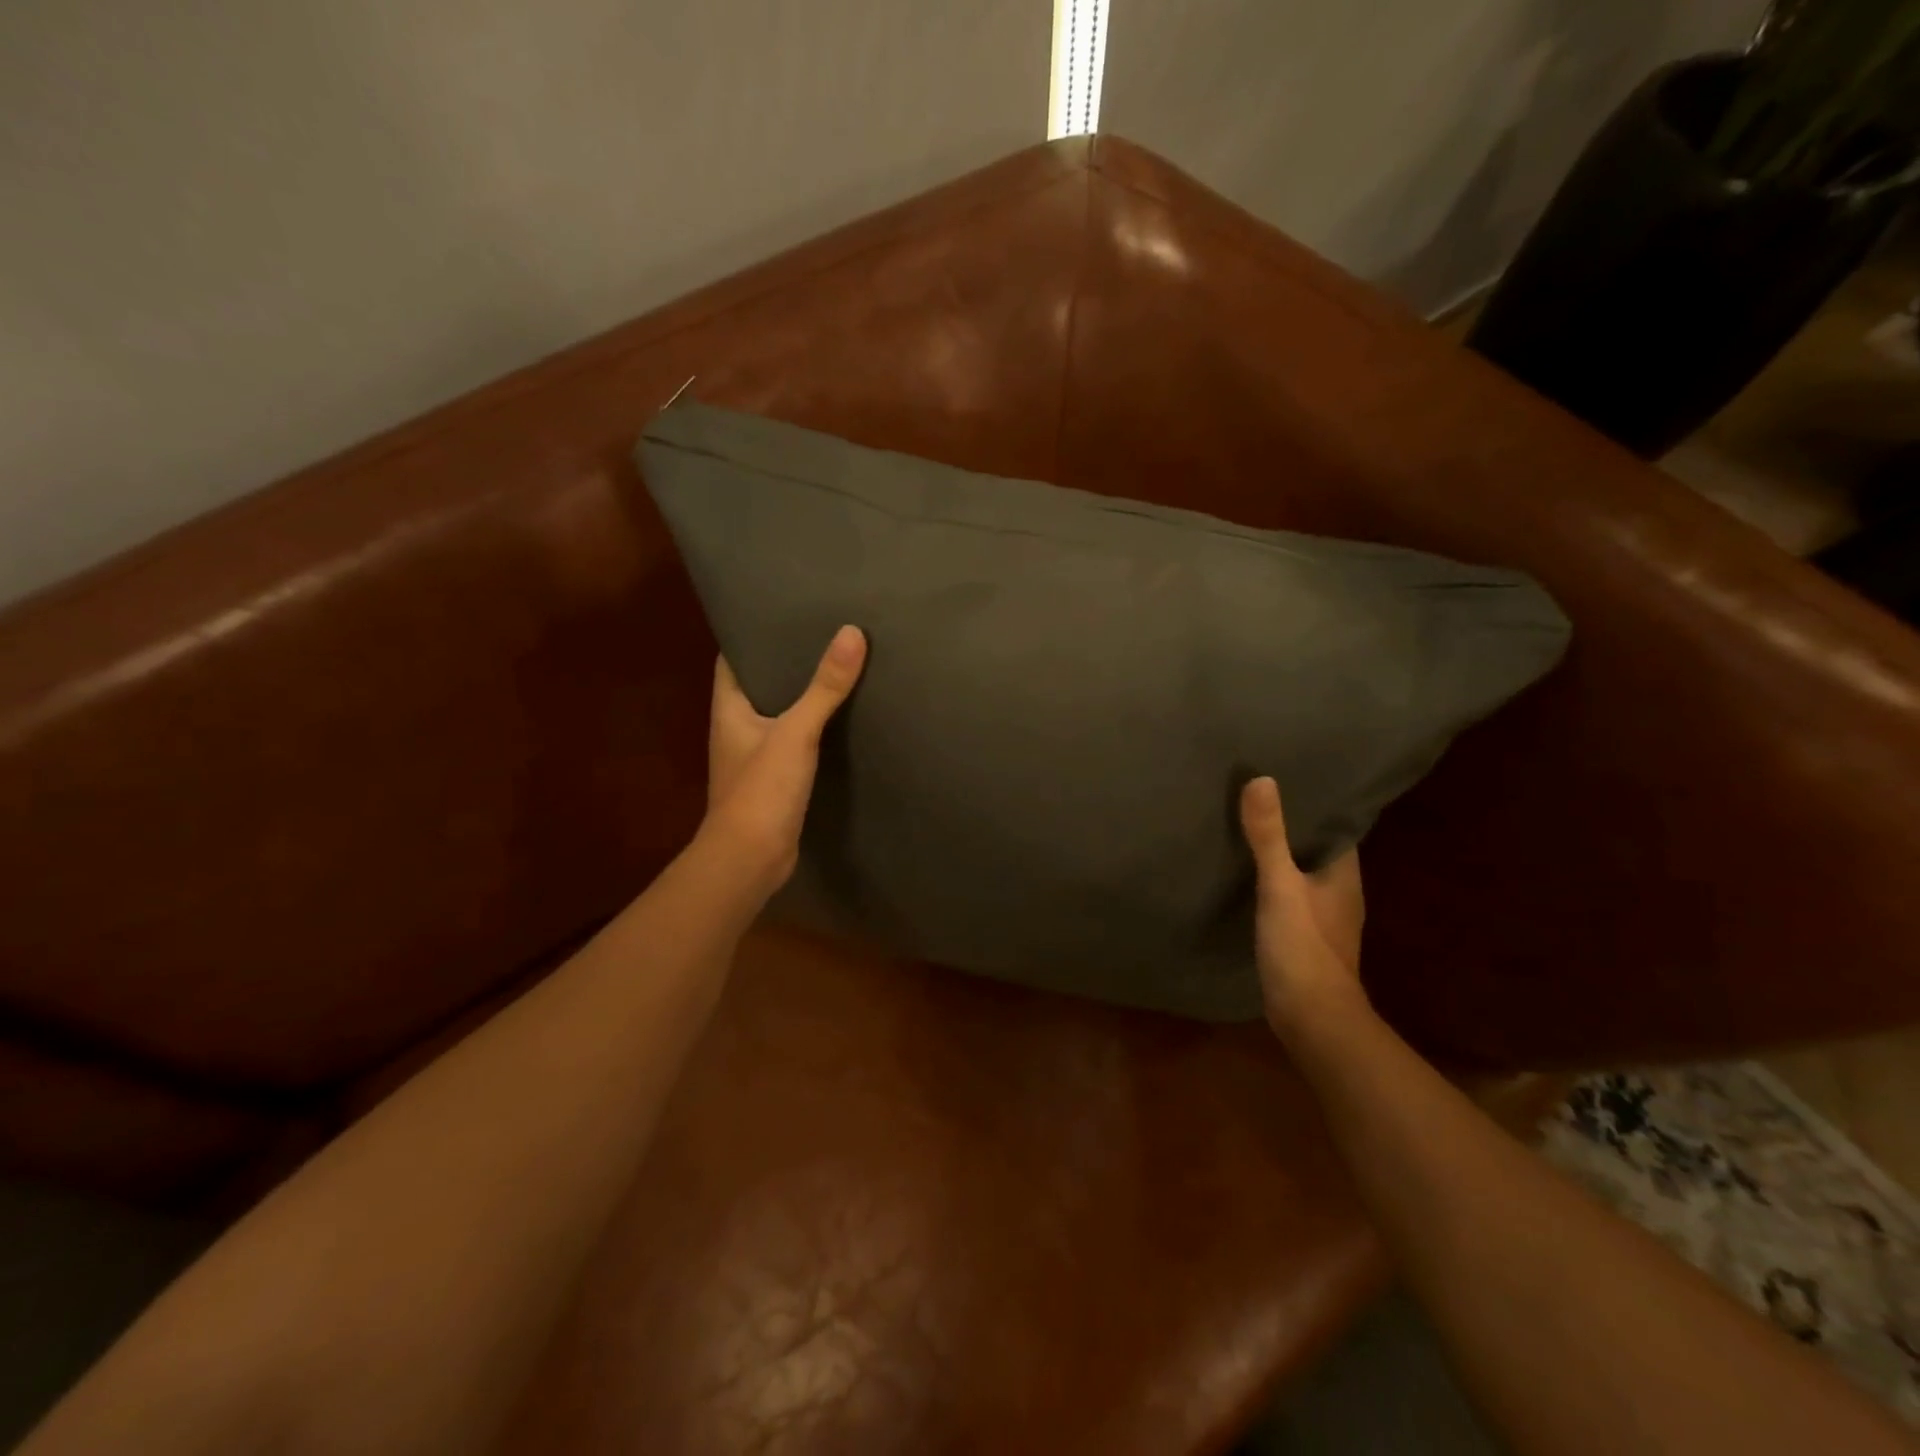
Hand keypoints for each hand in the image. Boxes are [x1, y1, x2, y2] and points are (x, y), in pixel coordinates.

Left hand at [703, 625, 866, 893]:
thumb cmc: (761, 790)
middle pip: (760, 683)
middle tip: (823, 633)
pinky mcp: (775, 780)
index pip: (733, 658)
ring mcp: (755, 756)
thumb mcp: (796, 732)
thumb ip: (824, 687)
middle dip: (786, 661)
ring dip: (802, 695)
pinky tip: (841, 719)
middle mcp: (737, 727)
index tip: (783, 612)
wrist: (750, 860)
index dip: (753, 633)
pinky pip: (794, 742)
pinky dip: (813, 728)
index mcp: (728, 708)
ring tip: (838, 667)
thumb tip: (851, 633)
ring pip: (779, 713)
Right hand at [1239, 776, 1366, 1041]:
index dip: (1315, 805)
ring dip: (1281, 856)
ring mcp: (1323, 919)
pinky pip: (1289, 897)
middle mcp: (1340, 893)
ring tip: (1246, 829)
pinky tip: (1245, 876)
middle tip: (1257, 798)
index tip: (1287, 779)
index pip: (1336, 828)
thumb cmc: (1304, 947)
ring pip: (1302, 875)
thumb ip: (1269, 837)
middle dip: (1293, 827)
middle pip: (1316, 850)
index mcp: (1344, 875)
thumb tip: (1262, 779)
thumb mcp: (1280, 886)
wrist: (1312, 1019)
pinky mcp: (1304, 938)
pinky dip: (1271, 883)